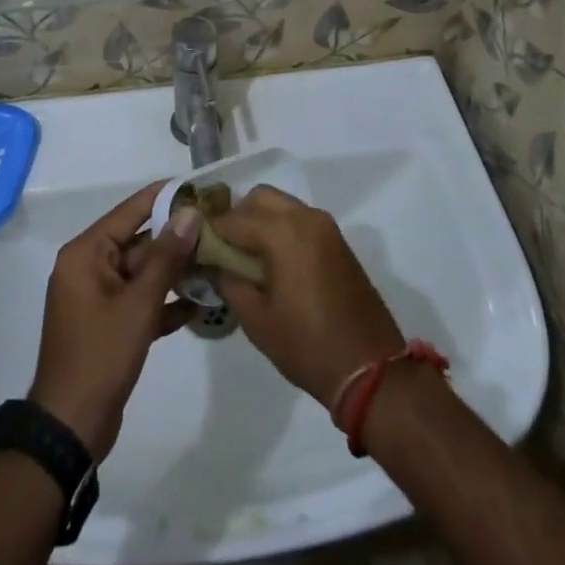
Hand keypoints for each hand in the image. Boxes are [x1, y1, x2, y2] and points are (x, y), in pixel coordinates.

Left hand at [29, 183, 201, 457]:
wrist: (70, 429)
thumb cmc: (100, 356)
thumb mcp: (138, 304)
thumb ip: (166, 257)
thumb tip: (189, 212)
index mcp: (86, 253)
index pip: (130, 211)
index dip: (164, 198)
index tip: (199, 187)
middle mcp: (90, 267)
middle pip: (139, 241)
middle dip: (177, 239)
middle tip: (218, 228)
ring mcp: (99, 297)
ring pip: (143, 272)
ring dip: (176, 271)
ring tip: (217, 261)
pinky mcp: (109, 324)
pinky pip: (140, 300)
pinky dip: (165, 301)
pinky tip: (201, 303)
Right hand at [212, 186, 403, 405]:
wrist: (368, 367)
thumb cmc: (306, 345)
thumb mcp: (256, 320)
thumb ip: (229, 281)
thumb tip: (215, 262)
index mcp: (283, 232)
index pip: (234, 218)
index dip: (210, 231)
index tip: (195, 246)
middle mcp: (305, 217)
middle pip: (260, 197)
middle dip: (237, 216)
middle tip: (223, 248)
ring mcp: (325, 226)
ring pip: (282, 205)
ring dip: (261, 220)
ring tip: (246, 256)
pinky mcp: (337, 240)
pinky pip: (300, 219)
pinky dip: (282, 227)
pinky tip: (273, 260)